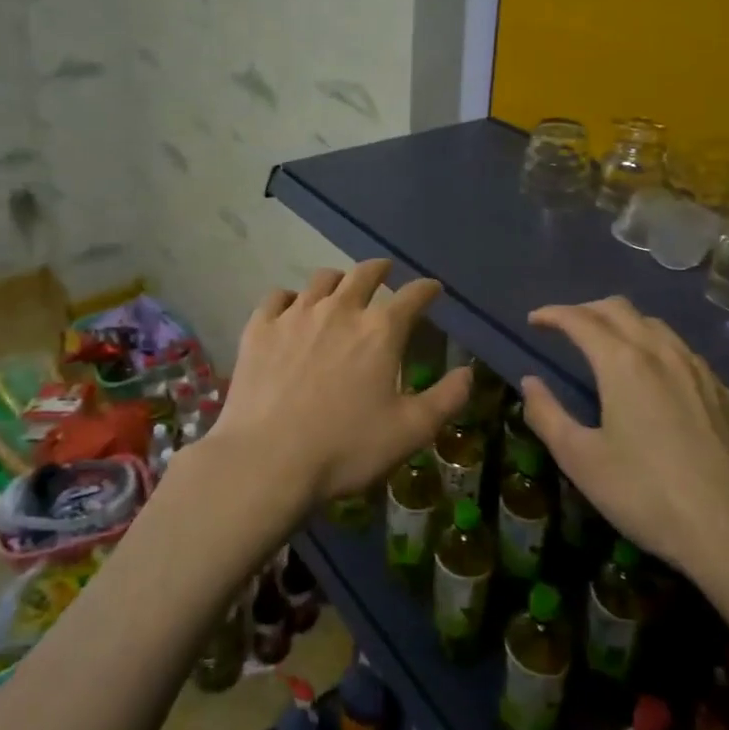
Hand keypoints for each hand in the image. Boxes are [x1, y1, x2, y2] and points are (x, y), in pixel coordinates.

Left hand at [211, 259, 471, 511]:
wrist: (266, 460)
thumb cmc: (345, 448)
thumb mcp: (409, 432)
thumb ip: (446, 400)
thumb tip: (468, 372)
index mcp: (379, 331)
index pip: (412, 296)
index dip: (426, 289)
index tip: (432, 288)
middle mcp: (339, 310)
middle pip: (363, 274)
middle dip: (380, 269)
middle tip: (385, 271)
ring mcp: (296, 315)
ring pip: (321, 280)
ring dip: (338, 279)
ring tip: (340, 287)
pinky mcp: (260, 328)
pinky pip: (278, 297)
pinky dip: (291, 298)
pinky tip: (291, 308)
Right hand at [520, 297, 728, 587]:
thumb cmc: (645, 495)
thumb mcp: (580, 460)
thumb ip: (547, 415)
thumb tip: (530, 383)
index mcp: (622, 363)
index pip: (580, 320)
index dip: (552, 314)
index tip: (534, 321)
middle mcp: (661, 353)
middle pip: (619, 308)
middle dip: (585, 309)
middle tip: (565, 328)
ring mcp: (697, 370)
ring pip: (654, 324)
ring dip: (622, 323)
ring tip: (605, 345)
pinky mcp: (722, 393)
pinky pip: (681, 350)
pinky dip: (654, 345)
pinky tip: (653, 375)